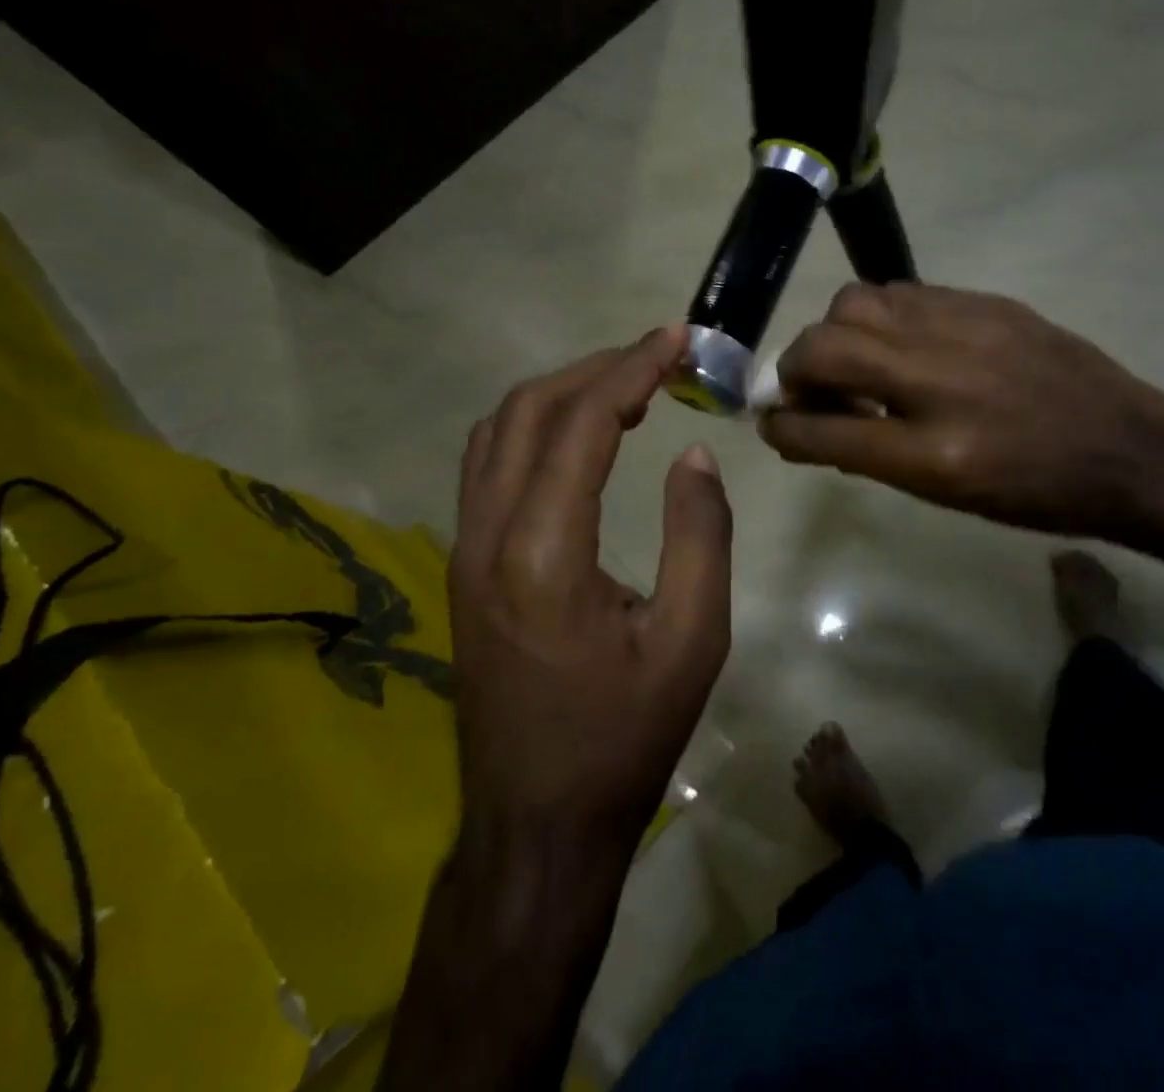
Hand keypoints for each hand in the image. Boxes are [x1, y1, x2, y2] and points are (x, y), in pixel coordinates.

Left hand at [449, 326, 732, 860]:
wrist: (537, 822)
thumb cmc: (623, 736)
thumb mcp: (692, 641)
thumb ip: (700, 536)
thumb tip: (693, 455)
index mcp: (543, 551)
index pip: (583, 423)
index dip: (632, 369)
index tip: (676, 340)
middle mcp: (487, 535)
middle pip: (529, 411)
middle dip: (595, 368)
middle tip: (655, 357)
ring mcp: (464, 550)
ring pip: (498, 432)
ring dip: (559, 394)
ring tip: (622, 386)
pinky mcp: (463, 568)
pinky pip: (489, 467)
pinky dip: (533, 428)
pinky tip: (576, 438)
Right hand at [759, 283, 1163, 537]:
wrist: (1129, 449)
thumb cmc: (1034, 493)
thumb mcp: (945, 494)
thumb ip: (869, 454)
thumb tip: (811, 426)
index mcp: (931, 453)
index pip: (821, 431)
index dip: (781, 426)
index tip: (770, 422)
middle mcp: (936, 381)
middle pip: (823, 349)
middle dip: (794, 370)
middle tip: (807, 389)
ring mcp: (961, 330)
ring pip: (855, 303)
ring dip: (835, 334)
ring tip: (854, 359)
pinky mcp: (983, 301)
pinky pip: (901, 292)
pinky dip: (880, 318)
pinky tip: (900, 341)